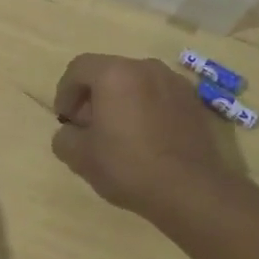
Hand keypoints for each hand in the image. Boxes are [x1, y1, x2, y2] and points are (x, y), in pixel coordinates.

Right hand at [52, 54, 234, 221]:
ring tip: (118, 134)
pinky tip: (146, 139)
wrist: (193, 191)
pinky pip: (159, 96)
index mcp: (115, 73)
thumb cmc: (129, 167)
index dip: (65, 92)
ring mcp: (174, 82)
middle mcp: (146, 67)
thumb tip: (70, 132)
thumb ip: (64, 137)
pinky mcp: (194, 101)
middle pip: (108, 72)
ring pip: (136, 83)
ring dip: (120, 101)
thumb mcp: (81, 157)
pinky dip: (146, 108)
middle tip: (88, 127)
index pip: (79, 68)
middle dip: (92, 96)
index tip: (65, 119)